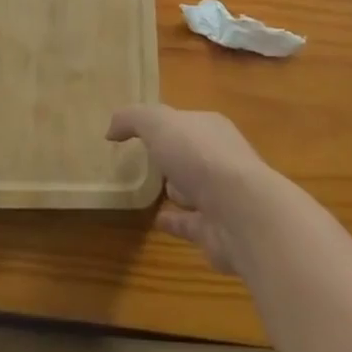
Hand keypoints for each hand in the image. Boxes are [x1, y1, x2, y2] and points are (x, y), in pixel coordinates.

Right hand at [107, 105, 272, 273]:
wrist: (241, 213)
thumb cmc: (199, 156)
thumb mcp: (158, 123)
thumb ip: (133, 119)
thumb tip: (111, 130)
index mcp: (210, 128)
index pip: (184, 122)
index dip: (163, 124)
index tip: (139, 131)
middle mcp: (219, 160)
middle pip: (190, 154)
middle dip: (172, 155)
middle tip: (143, 159)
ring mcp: (221, 197)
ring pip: (192, 189)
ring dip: (175, 189)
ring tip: (147, 190)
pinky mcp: (216, 232)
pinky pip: (188, 223)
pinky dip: (173, 222)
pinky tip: (154, 221)